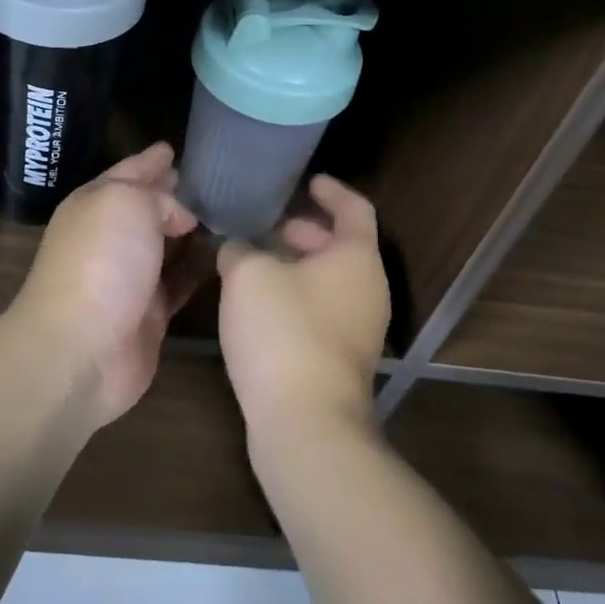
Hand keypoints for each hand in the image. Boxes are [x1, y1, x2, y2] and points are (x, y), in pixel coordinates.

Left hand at [12, 143, 198, 427]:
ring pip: (168, 244)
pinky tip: (226, 255)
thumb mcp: (129, 203)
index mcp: (97, 203)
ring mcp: (131, 277)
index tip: (172, 147)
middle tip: (212, 180)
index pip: (128, 172)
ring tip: (230, 213)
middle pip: (148, 208)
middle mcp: (112, 237)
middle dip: (174, 194)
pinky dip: (201, 268)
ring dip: (193, 231)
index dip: (150, 160)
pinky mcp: (152, 313)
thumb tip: (183, 218)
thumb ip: (161, 199)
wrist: (82, 348)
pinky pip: (182, 281)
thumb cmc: (101, 261)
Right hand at [218, 175, 390, 445]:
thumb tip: (236, 249)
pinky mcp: (341, 360)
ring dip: (297, 267)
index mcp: (356, 257)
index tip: (309, 181)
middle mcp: (368, 289)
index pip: (354, 208)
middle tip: (270, 228)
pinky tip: (259, 307)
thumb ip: (240, 250)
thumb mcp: (248, 274)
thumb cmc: (283, 331)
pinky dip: (296, 297)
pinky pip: (321, 311)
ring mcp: (359, 329)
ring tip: (255, 265)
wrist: (305, 422)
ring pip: (330, 282)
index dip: (332, 190)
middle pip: (342, 246)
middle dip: (306, 232)